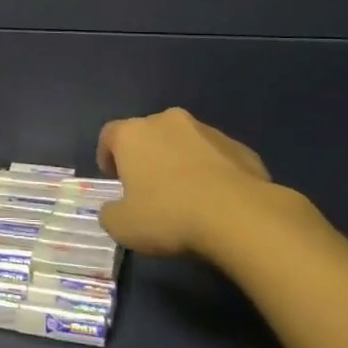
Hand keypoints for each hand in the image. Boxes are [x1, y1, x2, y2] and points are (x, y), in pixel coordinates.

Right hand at [96, 108, 317, 256]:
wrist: (239, 216)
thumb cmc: (169, 216)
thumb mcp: (122, 227)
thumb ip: (110, 213)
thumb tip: (115, 209)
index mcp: (133, 134)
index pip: (110, 135)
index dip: (107, 155)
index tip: (113, 178)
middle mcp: (167, 121)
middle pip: (149, 134)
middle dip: (147, 157)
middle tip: (149, 188)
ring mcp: (207, 131)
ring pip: (185, 143)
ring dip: (181, 162)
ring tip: (187, 196)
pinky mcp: (240, 147)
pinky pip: (216, 157)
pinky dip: (212, 172)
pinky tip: (217, 201)